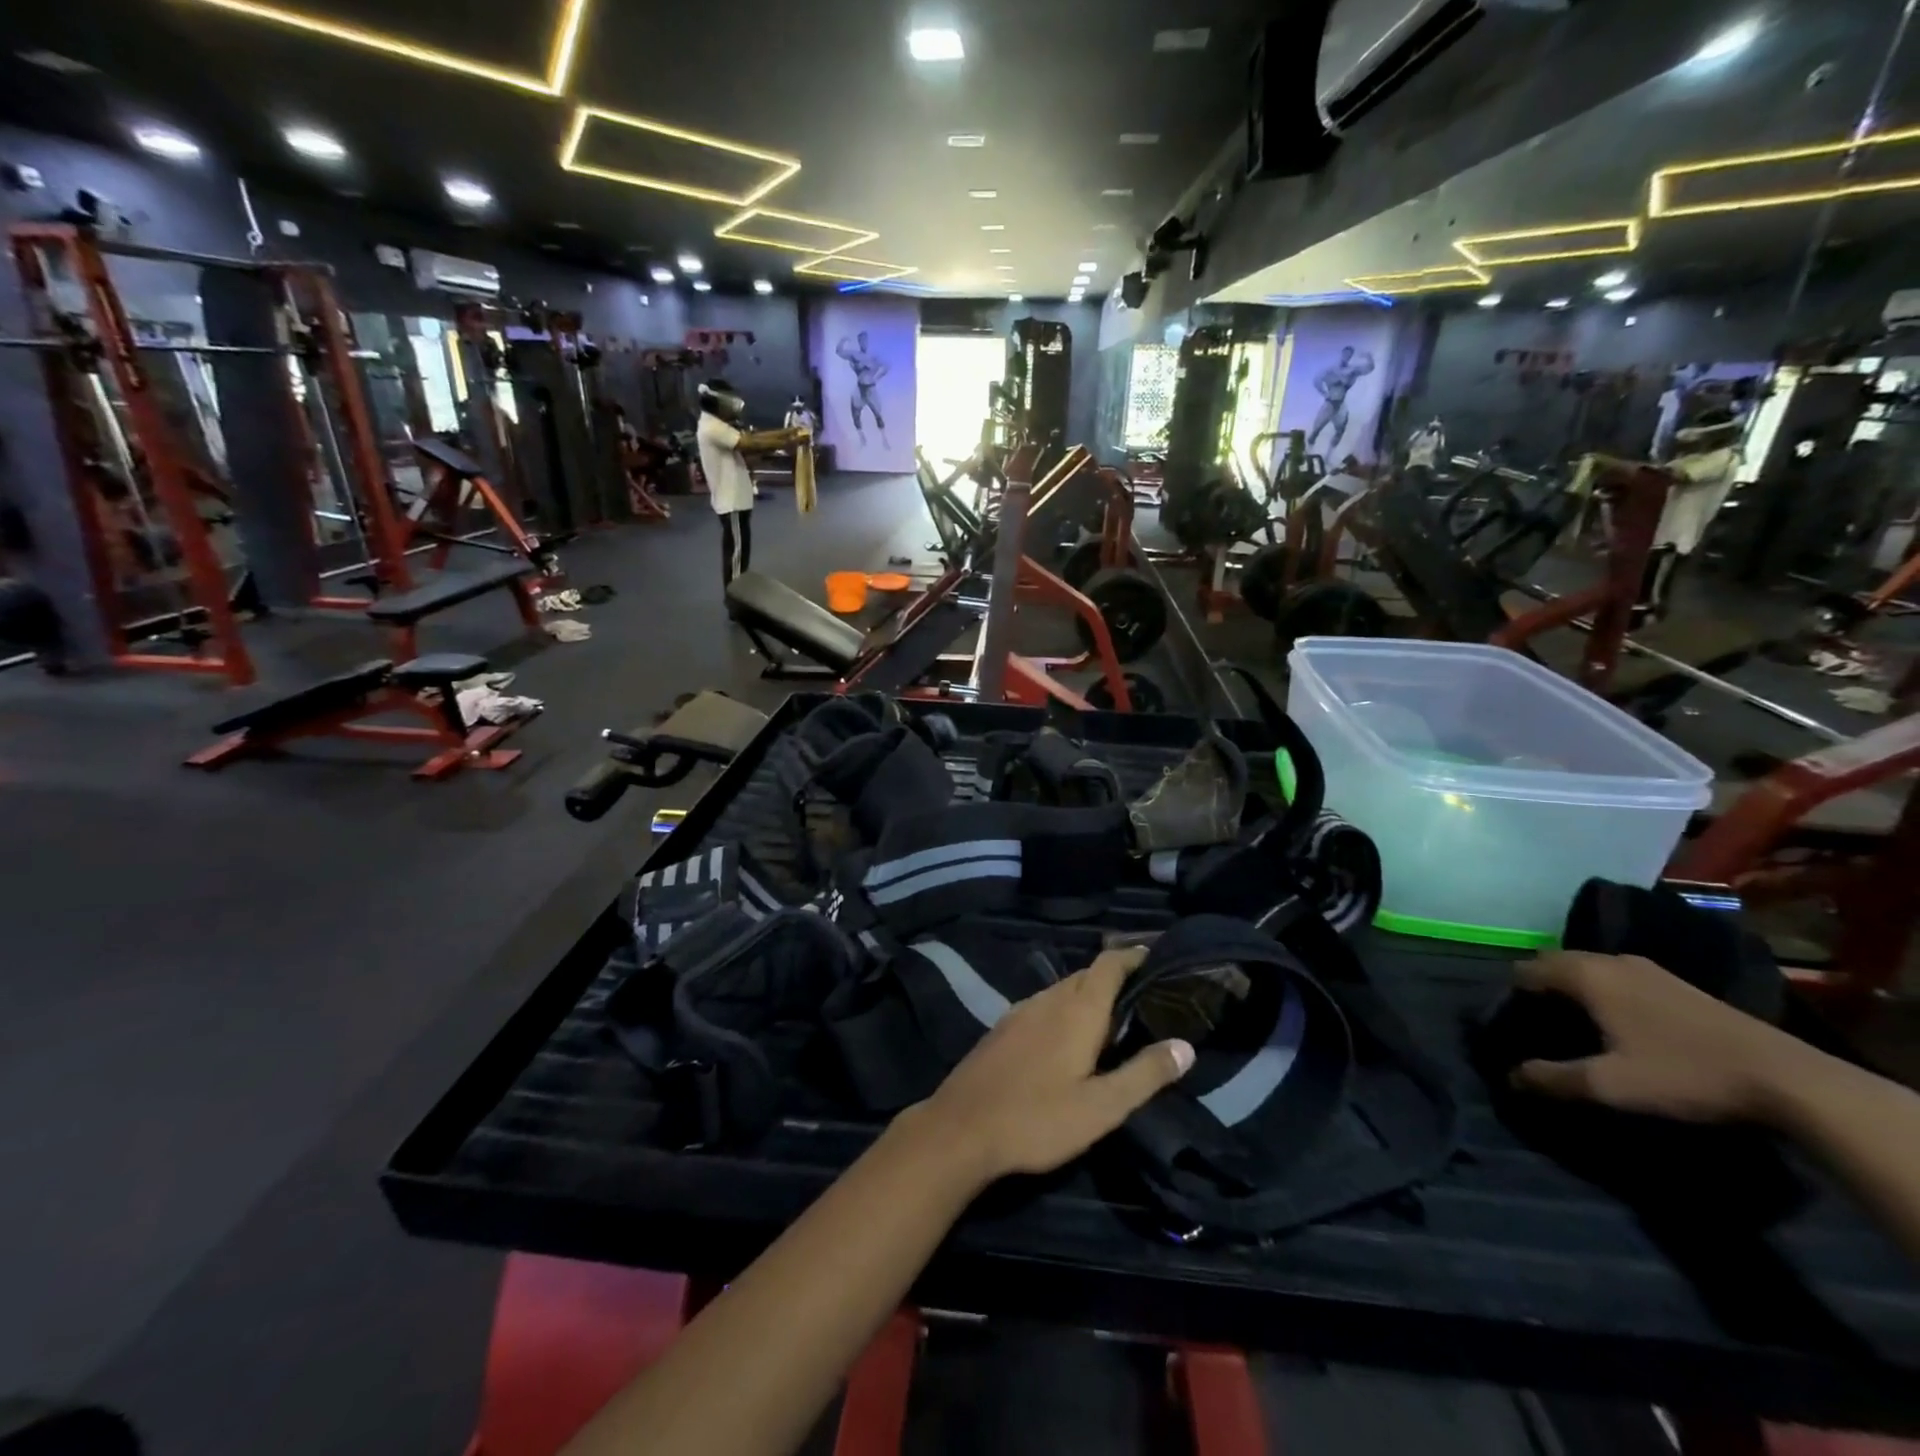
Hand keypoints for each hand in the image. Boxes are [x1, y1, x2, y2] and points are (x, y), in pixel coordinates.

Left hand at [911, 947, 1193, 1184]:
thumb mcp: (1102, 1107)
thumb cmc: (1038, 1119)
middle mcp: (1048, 999)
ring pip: (1062, 989)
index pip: (1109, 964)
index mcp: (1077, 1010)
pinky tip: (1067, 1038)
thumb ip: (1145, 1074)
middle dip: (1115, 977)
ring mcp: (1020, 1011)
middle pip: (1087, 974)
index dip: (1134, 955)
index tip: (1157, 957)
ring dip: (1088, 994)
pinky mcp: (1003, 1028)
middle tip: (1144, 996)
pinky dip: (1064, 1009)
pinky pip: (1043, 1005)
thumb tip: (1185, 1046)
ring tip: (1112, 1018)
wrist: (961, 1128)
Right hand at [1509, 951, 1808, 1122]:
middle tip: (1539, 1026)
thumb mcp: (1610, 1086)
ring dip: (1574, 989)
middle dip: (1540, 989)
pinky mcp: (1677, 983)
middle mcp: (1610, 960)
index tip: (1511, 1025)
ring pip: (1589, 969)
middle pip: (1555, 964)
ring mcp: (1649, 969)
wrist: (1789, 1080)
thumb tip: (1511, 1076)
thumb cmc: (1684, 1074)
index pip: (1525, 970)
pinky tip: (1619, 1025)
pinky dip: (1604, 992)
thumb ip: (1553, 1078)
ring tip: (1576, 1026)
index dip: (1511, 996)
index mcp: (1586, 974)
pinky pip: (1618, 977)